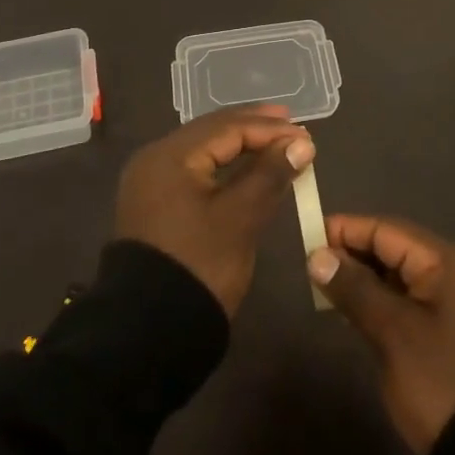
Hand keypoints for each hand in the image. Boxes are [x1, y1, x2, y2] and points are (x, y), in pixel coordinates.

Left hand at [114, 105, 316, 315]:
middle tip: (291, 124)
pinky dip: (224, 167)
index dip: (269, 130)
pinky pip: (196, 171)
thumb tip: (301, 144)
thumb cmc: (198, 265)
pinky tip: (247, 169)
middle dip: (253, 128)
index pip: (226, 128)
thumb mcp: (240, 218)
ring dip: (240, 146)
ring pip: (204, 151)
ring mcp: (152, 183)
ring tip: (275, 142)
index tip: (306, 136)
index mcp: (169, 156)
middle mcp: (155, 159)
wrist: (148, 331)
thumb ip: (270, 175)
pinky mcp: (156, 204)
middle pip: (212, 132)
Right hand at [307, 215, 454, 454]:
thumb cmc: (442, 382)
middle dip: (353, 254)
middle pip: (394, 249)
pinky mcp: (451, 331)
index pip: (387, 230)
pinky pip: (409, 301)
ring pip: (399, 276)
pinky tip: (353, 313)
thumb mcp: (394, 333)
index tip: (306, 238)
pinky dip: (380, 301)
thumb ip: (355, 289)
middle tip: (310, 267)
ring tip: (325, 289)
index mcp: (446, 262)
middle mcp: (454, 273)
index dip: (346, 230)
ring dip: (364, 280)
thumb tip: (318, 255)